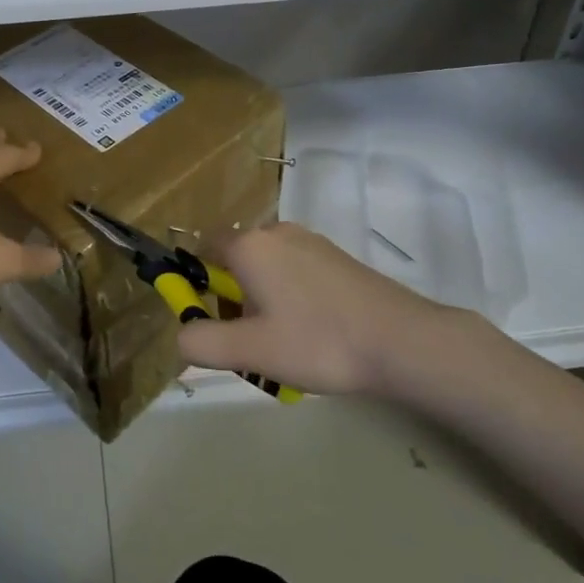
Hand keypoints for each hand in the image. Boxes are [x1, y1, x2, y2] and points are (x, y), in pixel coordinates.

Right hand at [178, 222, 489, 396]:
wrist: (401, 340)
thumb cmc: (318, 341)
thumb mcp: (250, 350)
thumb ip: (202, 342)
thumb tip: (181, 334)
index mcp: (250, 246)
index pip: (204, 246)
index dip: (197, 280)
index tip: (208, 316)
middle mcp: (278, 232)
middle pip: (237, 260)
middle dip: (233, 299)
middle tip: (248, 343)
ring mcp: (311, 242)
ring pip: (268, 269)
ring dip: (263, 302)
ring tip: (284, 347)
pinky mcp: (337, 257)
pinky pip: (296, 272)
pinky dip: (292, 298)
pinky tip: (314, 335)